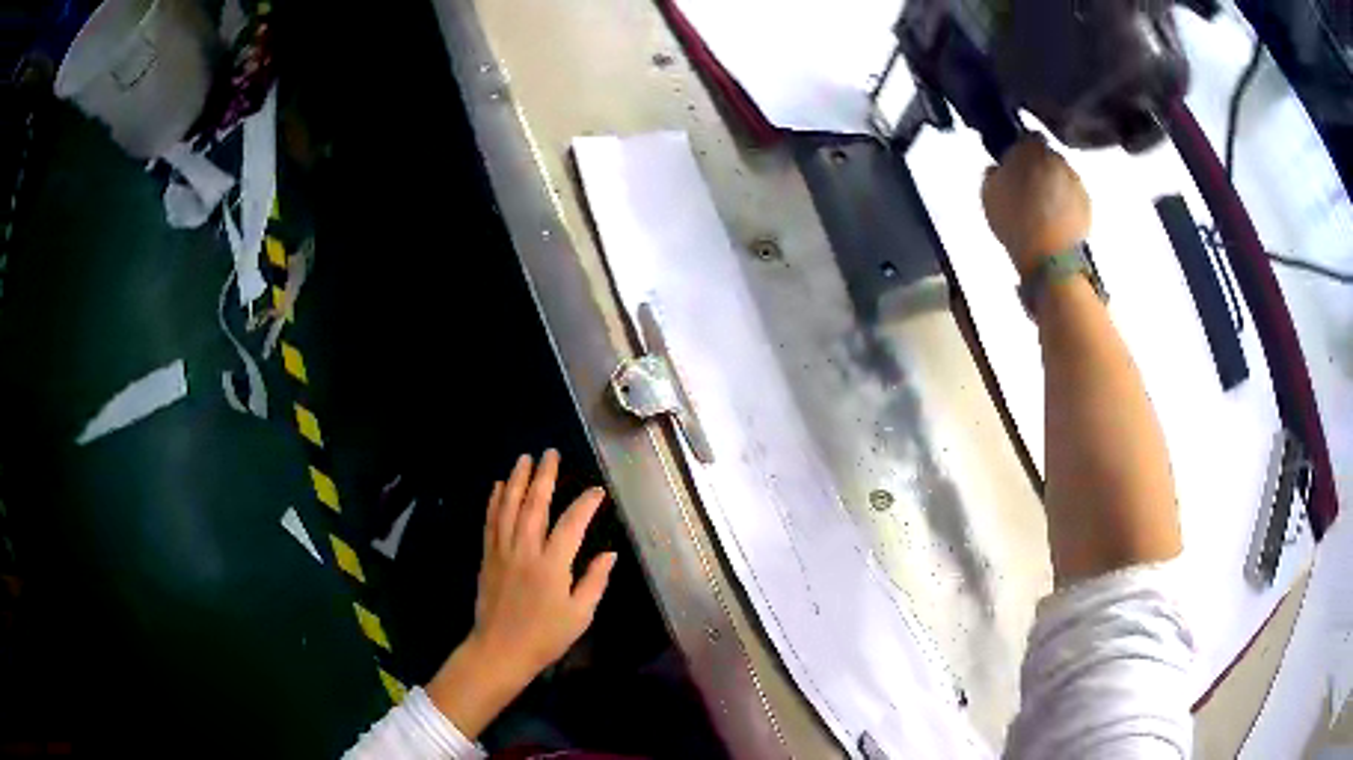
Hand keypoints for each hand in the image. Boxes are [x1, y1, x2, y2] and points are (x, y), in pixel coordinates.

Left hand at [428, 450, 616, 737]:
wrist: (500, 650)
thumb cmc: (545, 637)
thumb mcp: (579, 615)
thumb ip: (594, 581)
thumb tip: (610, 554)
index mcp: (552, 566)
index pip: (571, 524)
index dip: (585, 504)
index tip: (597, 491)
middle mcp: (525, 550)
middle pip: (534, 505)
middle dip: (544, 477)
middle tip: (551, 453)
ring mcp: (503, 551)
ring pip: (509, 507)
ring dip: (517, 480)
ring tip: (524, 458)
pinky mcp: (488, 557)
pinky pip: (491, 521)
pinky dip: (495, 501)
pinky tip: (499, 486)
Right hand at [981, 135, 1091, 277]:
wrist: (1049, 257)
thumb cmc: (1014, 221)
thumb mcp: (988, 193)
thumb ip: (993, 173)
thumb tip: (998, 168)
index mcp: (1031, 149)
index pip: (1027, 138)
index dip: (1021, 152)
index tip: (1015, 166)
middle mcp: (1057, 159)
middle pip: (1047, 158)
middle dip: (1040, 169)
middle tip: (1028, 191)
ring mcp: (1076, 182)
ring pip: (1062, 178)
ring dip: (1054, 187)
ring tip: (1042, 210)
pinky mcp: (1088, 205)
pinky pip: (1074, 198)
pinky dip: (1067, 205)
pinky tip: (1056, 222)